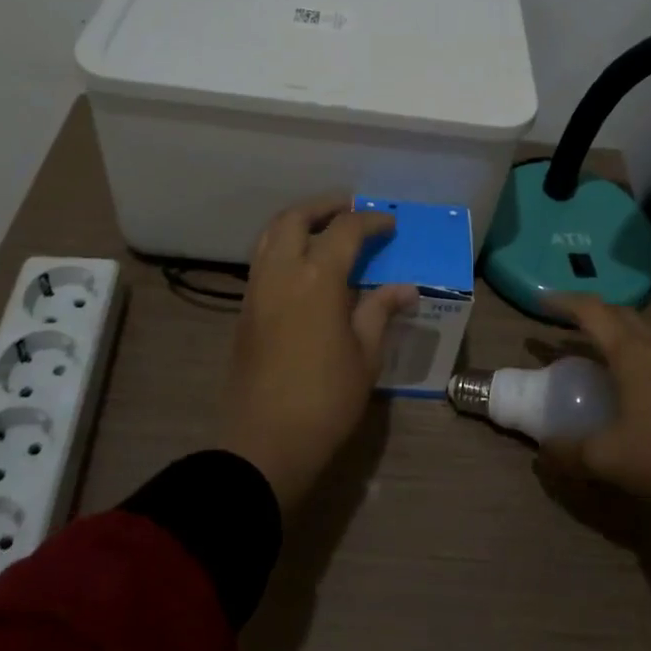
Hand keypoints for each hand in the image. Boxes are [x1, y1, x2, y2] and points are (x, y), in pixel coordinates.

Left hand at [218, 195, 417, 512]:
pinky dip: (283, 245)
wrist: (265, 443)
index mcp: (318, 277)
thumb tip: (405, 288)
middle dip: (325, 206)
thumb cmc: (326, 400)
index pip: (345, 230)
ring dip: (298, 221)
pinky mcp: (245, 309)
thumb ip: (380, 311)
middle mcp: (282, 271)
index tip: (389, 225)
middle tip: (350, 208)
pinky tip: (303, 263)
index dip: (371, 221)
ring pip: (272, 234)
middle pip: (297, 218)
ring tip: (324, 227)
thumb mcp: (365, 355)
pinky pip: (263, 259)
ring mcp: (258, 288)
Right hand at [538, 295, 650, 501]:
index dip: (565, 302)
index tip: (542, 301)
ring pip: (643, 329)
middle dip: (592, 313)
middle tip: (568, 324)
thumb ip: (569, 452)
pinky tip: (634, 377)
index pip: (592, 311)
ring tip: (599, 349)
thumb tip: (544, 452)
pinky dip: (637, 350)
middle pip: (619, 313)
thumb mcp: (606, 458)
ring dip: (617, 331)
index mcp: (630, 351)